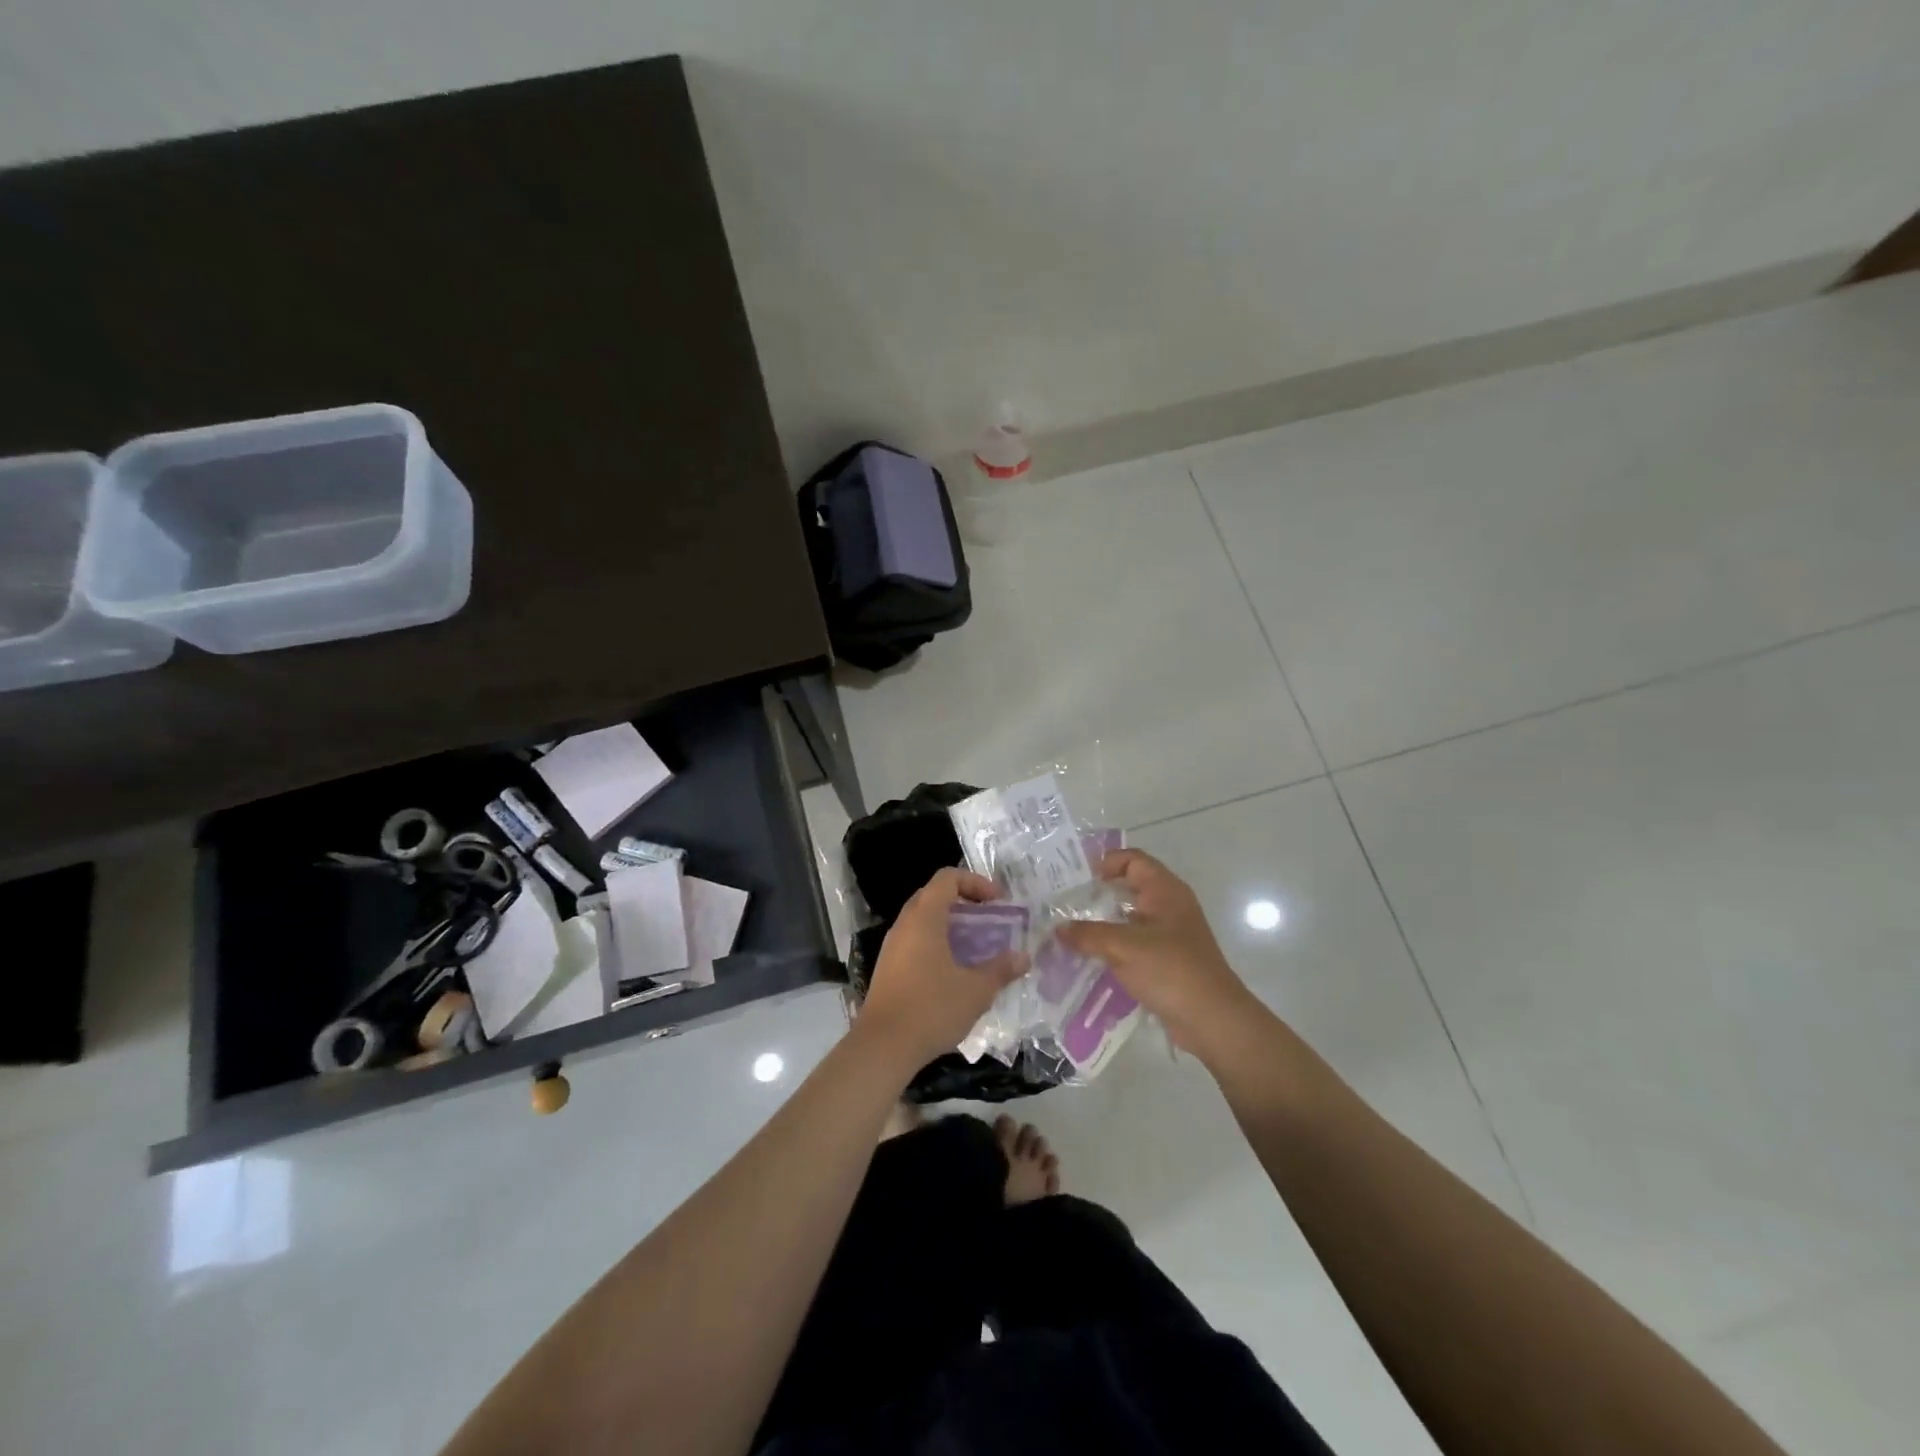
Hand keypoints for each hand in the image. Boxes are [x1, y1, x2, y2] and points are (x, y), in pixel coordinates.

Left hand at [859, 868, 1028, 1070]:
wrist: (882, 1046)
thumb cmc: (931, 1009)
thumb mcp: (975, 990)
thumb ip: (1000, 969)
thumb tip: (1023, 957)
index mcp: (924, 918)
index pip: (947, 878)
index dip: (975, 882)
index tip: (998, 901)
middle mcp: (904, 924)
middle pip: (933, 895)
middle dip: (963, 902)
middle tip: (988, 919)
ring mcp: (892, 946)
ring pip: (922, 920)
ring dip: (949, 925)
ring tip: (975, 946)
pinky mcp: (887, 968)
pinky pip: (914, 941)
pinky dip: (936, 943)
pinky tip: (953, 970)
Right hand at [1057, 849, 1262, 1059]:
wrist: (1212, 1020)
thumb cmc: (1171, 970)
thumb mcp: (1123, 947)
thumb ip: (1088, 935)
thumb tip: (1057, 930)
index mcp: (1165, 890)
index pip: (1133, 859)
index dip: (1105, 862)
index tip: (1077, 880)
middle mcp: (1169, 906)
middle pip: (1129, 887)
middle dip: (1097, 895)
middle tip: (1064, 904)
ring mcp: (1170, 934)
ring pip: (1129, 918)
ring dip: (1103, 923)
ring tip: (1070, 932)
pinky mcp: (1167, 960)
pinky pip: (1134, 943)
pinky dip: (1113, 947)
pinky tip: (1090, 959)